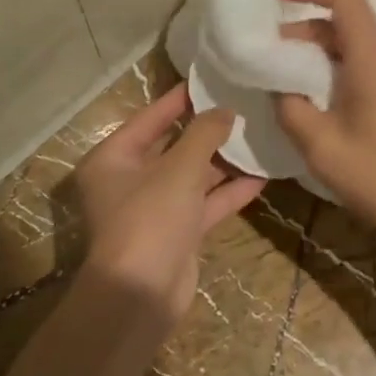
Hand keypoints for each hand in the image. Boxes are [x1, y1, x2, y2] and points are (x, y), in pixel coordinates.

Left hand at [73, 82, 264, 324]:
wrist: (141, 297)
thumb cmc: (150, 218)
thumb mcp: (179, 168)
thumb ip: (204, 134)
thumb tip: (225, 109)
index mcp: (113, 158)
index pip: (149, 117)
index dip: (180, 98)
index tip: (210, 79)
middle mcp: (129, 180)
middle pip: (172, 146)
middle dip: (206, 130)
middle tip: (241, 105)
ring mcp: (154, 209)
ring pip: (192, 176)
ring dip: (222, 161)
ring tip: (256, 135)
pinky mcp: (177, 233)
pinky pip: (204, 204)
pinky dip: (228, 192)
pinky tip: (261, 176)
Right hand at [270, 0, 375, 269]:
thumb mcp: (322, 146)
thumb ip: (291, 108)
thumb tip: (278, 87)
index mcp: (373, 54)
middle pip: (347, 22)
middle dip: (305, 29)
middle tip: (270, 52)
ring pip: (357, 45)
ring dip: (321, 52)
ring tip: (287, 78)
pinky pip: (369, 64)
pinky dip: (340, 68)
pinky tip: (320, 98)